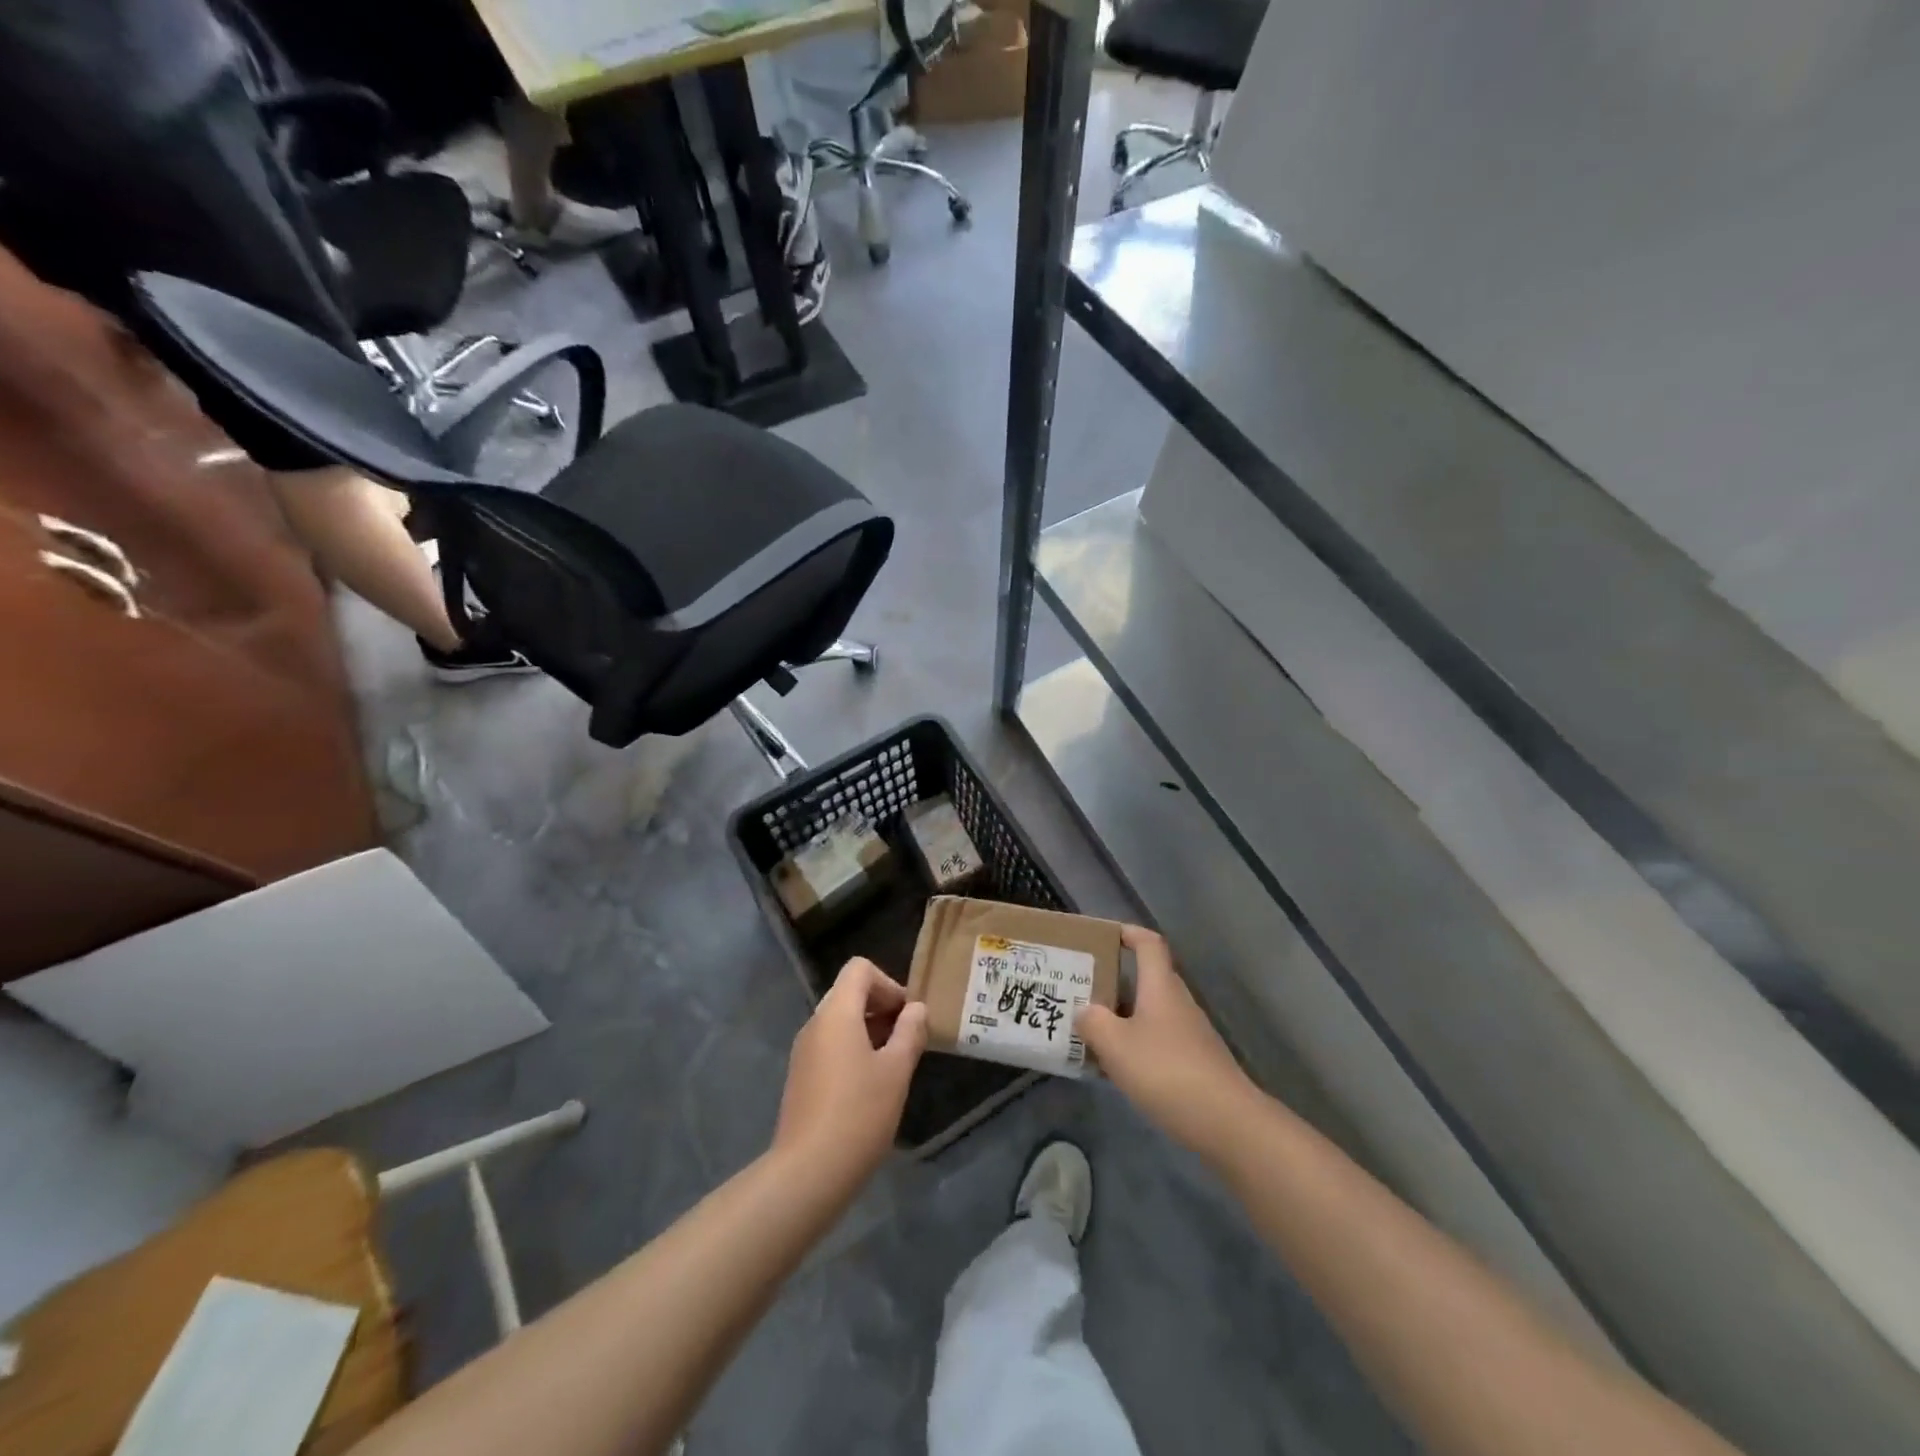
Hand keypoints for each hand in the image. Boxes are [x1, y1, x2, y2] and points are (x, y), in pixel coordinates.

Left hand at [772, 958, 927, 1188]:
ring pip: (840, 1021)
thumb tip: (916, 1009)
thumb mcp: (896, 1071)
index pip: (860, 969)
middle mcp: (815, 1024)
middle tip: (907, 1039)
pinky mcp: (801, 1077)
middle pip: (849, 993)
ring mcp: (804, 1051)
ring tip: (893, 1064)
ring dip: (870, 1030)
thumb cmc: (859, 1113)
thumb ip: (910, 1032)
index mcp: (836, 1013)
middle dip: (882, 1008)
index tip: (908, 1016)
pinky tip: (870, 1087)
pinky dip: (853, 1050)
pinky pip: (830, 1046)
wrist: (808, 1172)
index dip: (889, 983)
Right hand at [1077, 926, 1259, 1163]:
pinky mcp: (1194, 1063)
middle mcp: (1178, 1003)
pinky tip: (1116, 1067)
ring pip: (1150, 1013)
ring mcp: (1190, 1034)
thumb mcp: (1116, 1045)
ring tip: (1090, 1028)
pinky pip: (1158, 1041)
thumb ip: (1093, 1022)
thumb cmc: (1166, 1071)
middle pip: (1147, 979)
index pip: (1149, 944)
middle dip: (1115, 980)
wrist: (1226, 1123)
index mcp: (1161, 987)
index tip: (1105, 934)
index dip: (1129, 933)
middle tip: (1082, 988)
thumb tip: (1084, 1011)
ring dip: (1122, 1016)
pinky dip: (1136, 1044)